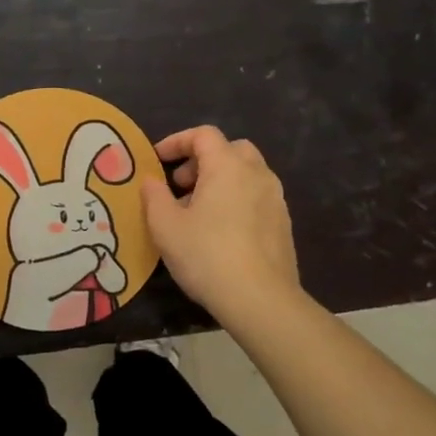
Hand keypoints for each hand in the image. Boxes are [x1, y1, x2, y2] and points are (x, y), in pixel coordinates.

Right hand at [141, 126, 299, 318]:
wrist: (261, 300)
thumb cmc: (207, 255)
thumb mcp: (165, 226)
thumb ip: (154, 196)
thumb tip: (151, 180)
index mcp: (228, 166)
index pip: (203, 135)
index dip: (177, 141)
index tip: (158, 159)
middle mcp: (256, 173)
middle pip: (230, 149)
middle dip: (203, 160)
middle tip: (182, 185)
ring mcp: (276, 198)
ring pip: (247, 173)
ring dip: (221, 180)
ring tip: (198, 211)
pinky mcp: (284, 223)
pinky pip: (257, 197)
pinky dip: (237, 199)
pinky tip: (221, 231)